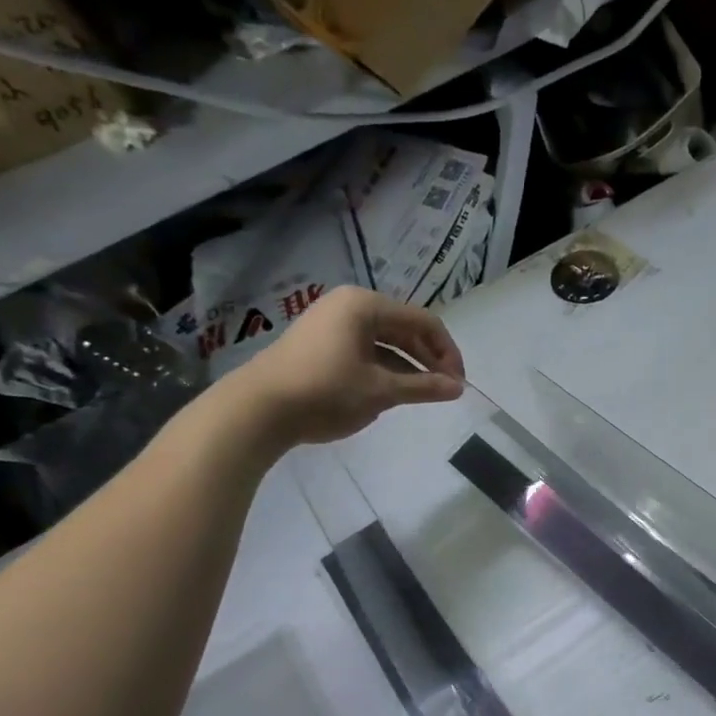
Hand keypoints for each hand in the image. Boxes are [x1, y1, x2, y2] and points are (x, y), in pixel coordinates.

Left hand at [221, 287, 465, 449]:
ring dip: (409, 366)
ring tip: (425, 393)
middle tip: (446, 389)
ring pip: (386, 341)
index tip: (458, 384)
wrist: (256, 410)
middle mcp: (350, 306)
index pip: (424, 321)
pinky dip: (386, 368)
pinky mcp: (320, 343)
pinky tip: (395, 390)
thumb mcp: (381, 391)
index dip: (447, 352)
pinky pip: (366, 349)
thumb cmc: (325, 392)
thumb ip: (424, 387)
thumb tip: (459, 389)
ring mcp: (331, 323)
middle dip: (429, 358)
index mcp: (366, 305)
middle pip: (405, 328)